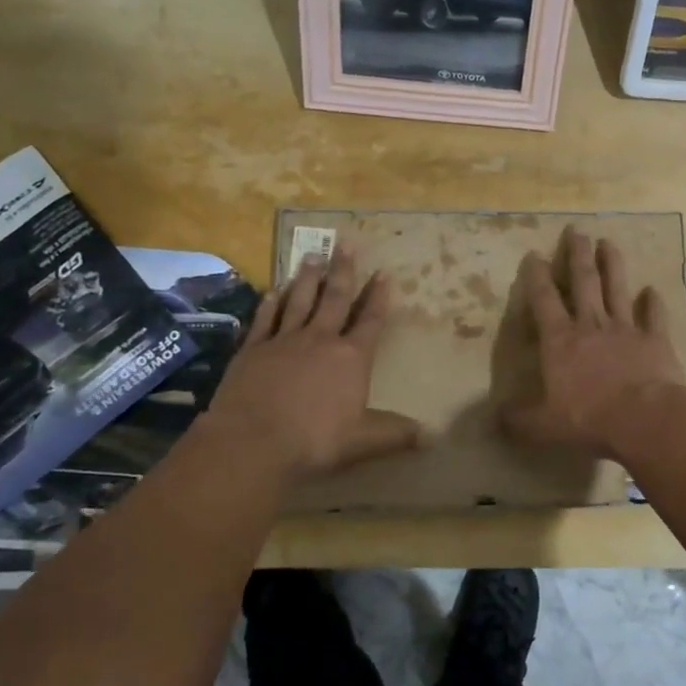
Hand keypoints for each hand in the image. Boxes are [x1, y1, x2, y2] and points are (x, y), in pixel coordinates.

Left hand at [201, 248, 420, 479]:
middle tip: (346, 243)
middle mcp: (320, 340)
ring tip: (312, 254)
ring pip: (299, 300)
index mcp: (351, 358)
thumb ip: (395, 434)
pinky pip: (265, 318)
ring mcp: (284, 341)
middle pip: (336, 298)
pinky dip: (271, 302)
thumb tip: (432, 436)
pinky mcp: (253, 349)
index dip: (379, 297)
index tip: (384, 273)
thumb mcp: (362, 441)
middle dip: (344, 271)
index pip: (371, 321)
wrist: (252, 442)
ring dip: (308, 278)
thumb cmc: (315, 441)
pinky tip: (273, 290)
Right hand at [499, 229, 685, 457]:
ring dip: (613, 264)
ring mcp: (626, 329)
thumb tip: (495, 418)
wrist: (645, 417)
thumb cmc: (589, 417)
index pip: (544, 300)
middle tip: (577, 230)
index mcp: (561, 340)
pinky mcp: (655, 340)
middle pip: (584, 281)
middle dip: (577, 254)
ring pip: (618, 288)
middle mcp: (592, 325)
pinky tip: (653, 290)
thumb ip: (519, 420)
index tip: (534, 254)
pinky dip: (653, 302)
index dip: (536, 276)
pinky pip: (654, 316)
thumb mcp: (543, 426)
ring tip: (609, 242)